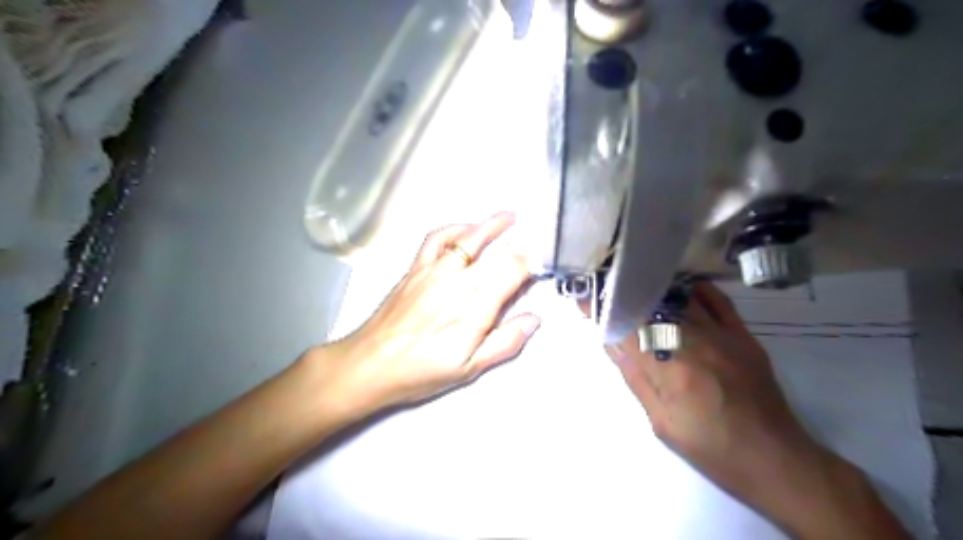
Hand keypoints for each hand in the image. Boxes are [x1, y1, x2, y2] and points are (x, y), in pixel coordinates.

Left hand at [316, 212, 540, 415]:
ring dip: (491, 224)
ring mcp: (435, 268)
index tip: (540, 266)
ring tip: (509, 216)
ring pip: (468, 237)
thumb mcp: (470, 367)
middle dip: (518, 245)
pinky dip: (454, 229)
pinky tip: (464, 229)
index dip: (531, 264)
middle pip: (496, 252)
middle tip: (533, 240)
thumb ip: (505, 342)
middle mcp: (459, 278)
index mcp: (476, 304)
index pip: (513, 270)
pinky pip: (436, 239)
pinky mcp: (416, 267)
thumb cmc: (422, 370)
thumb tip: (534, 319)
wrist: (371, 363)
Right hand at [605, 283, 912, 538]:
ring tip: (633, 282)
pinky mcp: (743, 336)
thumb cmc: (710, 447)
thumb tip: (612, 341)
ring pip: (680, 300)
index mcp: (670, 369)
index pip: (627, 329)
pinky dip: (697, 290)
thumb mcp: (662, 422)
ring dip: (654, 290)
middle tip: (605, 288)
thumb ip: (636, 377)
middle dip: (624, 295)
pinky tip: (680, 287)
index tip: (583, 296)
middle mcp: (695, 343)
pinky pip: (718, 302)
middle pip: (651, 308)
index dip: (603, 310)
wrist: (775, 459)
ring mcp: (722, 336)